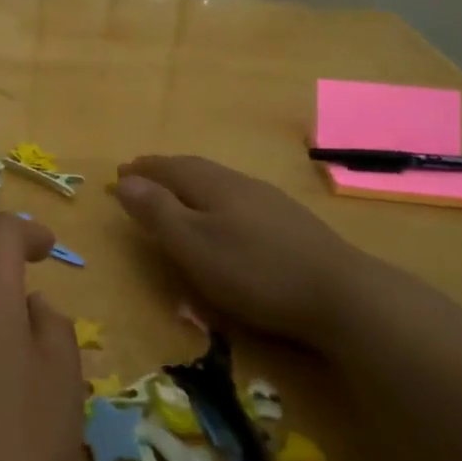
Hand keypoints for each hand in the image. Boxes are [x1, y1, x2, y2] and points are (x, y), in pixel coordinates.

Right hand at [114, 155, 379, 346]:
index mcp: (213, 185)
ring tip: (176, 193)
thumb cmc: (254, 270)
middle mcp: (240, 184)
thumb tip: (125, 180)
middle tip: (142, 176)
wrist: (340, 294)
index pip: (170, 167)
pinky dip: (216, 200)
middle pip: (195, 169)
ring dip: (191, 184)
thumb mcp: (194, 244)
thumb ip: (158, 212)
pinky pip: (238, 199)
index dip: (144, 169)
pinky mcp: (290, 223)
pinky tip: (225, 216)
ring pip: (220, 183)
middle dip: (165, 171)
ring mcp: (269, 202)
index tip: (121, 172)